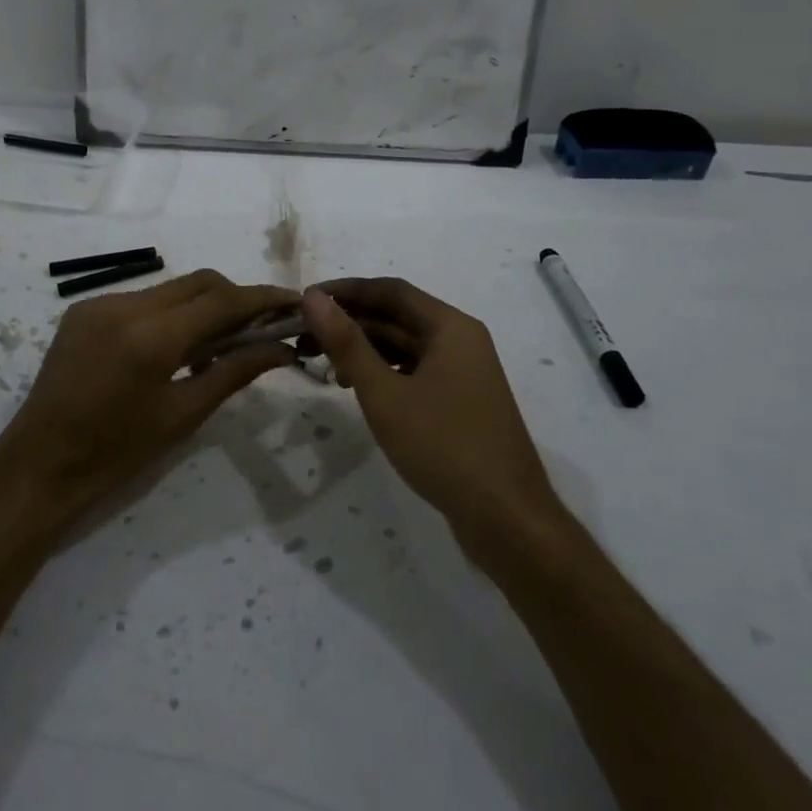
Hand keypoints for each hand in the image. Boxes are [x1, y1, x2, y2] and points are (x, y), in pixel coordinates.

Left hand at [0, 270, 297, 533]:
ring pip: (170, 288)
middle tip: (263, 324)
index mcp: (151, 336)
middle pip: (198, 282)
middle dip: (235, 297)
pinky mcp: (83, 310)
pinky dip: (169, 313)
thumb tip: (281, 348)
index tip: (294, 301)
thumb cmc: (116, 453)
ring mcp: (99, 303)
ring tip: (221, 341)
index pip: (221, 301)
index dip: (262, 298)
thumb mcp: (182, 415)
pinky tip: (177, 345)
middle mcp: (124, 305)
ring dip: (202, 305)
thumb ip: (233, 372)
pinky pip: (142, 300)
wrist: (38, 465)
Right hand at [299, 278, 565, 547]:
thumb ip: (347, 343)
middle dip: (350, 323)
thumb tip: (314, 298)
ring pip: (405, 346)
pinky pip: (415, 371)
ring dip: (364, 349)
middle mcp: (460, 340)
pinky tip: (357, 389)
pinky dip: (384, 373)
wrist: (507, 519)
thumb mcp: (385, 394)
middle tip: (304, 337)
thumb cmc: (443, 446)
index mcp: (450, 327)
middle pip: (397, 316)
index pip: (390, 290)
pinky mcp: (461, 401)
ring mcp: (463, 372)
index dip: (346, 291)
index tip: (305, 300)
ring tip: (323, 365)